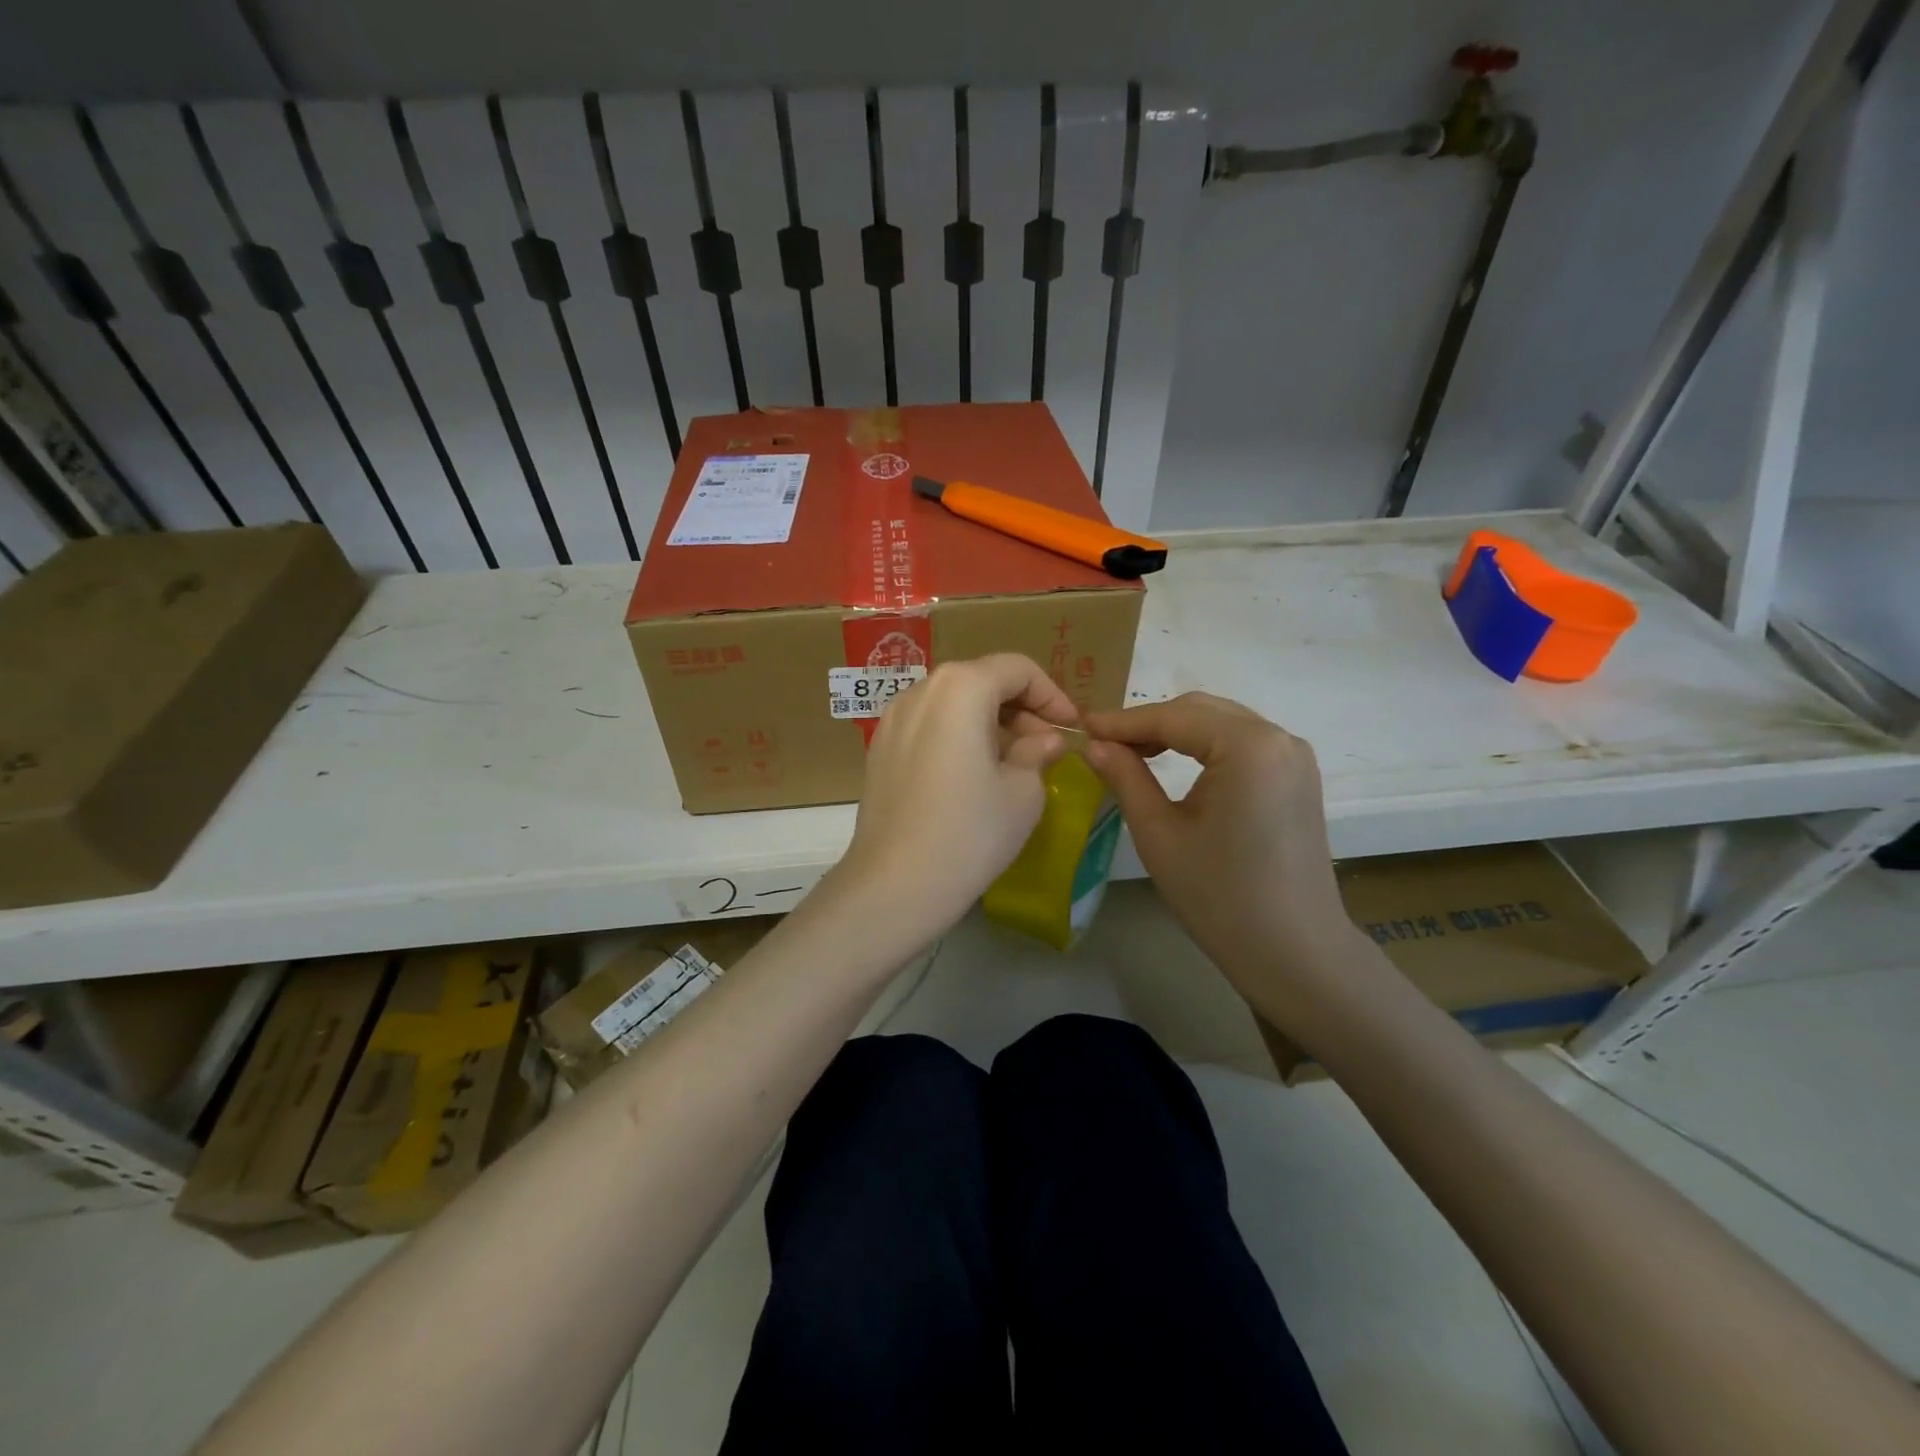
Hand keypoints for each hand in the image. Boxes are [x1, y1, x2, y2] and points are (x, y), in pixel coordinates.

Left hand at [834, 654, 1076, 937]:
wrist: (895, 884)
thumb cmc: (970, 832)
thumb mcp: (1023, 793)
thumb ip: (1038, 752)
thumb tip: (1044, 740)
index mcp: (960, 688)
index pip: (1017, 669)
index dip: (1052, 695)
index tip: (1071, 728)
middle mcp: (921, 691)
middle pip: (981, 680)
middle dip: (1021, 708)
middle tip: (1045, 748)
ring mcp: (892, 720)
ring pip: (953, 703)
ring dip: (990, 722)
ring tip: (1013, 763)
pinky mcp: (879, 750)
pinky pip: (929, 726)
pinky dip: (959, 736)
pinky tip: (973, 776)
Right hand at [1083, 693, 1355, 985]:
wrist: (1294, 952)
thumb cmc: (1219, 896)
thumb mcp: (1159, 834)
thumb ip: (1126, 778)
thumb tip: (1095, 745)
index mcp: (1248, 746)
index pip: (1173, 717)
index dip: (1123, 721)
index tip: (1082, 726)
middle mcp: (1279, 738)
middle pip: (1201, 711)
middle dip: (1149, 722)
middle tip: (1103, 742)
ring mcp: (1294, 757)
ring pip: (1222, 724)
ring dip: (1177, 732)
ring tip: (1132, 753)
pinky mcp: (1297, 778)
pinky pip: (1243, 744)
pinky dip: (1205, 746)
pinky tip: (1175, 764)